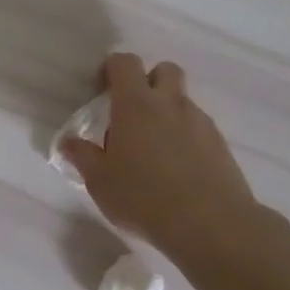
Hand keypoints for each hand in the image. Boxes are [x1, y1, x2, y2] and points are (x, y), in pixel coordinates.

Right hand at [59, 53, 268, 260]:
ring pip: (183, 101)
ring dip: (168, 112)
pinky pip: (199, 128)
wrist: (212, 226)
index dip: (112, 68)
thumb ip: (83, 156)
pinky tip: (178, 168)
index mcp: (136, 104)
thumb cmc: (144, 197)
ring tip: (155, 148)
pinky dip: (187, 137)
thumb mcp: (99, 181)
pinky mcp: (221, 146)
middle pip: (165, 70)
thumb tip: (68, 142)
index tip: (102, 89)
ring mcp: (200, 123)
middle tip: (133, 111)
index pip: (125, 63)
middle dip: (149, 80)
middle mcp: (170, 104)